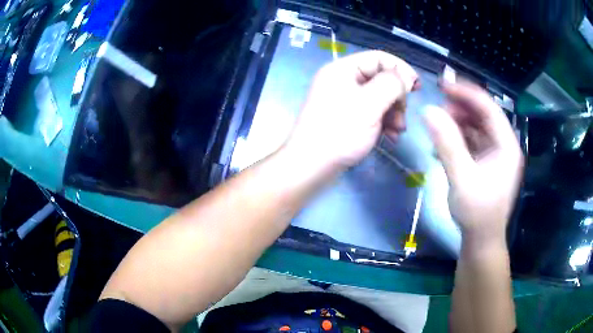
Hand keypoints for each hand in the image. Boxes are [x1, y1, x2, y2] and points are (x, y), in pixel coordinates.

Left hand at [284, 50, 418, 174]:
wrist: (310, 167)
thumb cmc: (339, 132)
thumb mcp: (369, 104)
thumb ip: (391, 85)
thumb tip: (406, 76)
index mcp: (342, 69)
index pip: (378, 58)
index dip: (400, 69)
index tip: (417, 87)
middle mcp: (342, 81)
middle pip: (380, 79)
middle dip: (397, 97)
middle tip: (403, 117)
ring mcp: (344, 100)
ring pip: (379, 98)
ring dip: (393, 113)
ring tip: (398, 131)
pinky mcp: (347, 118)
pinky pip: (371, 113)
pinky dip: (384, 123)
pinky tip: (391, 137)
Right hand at [423, 82, 523, 244]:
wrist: (481, 240)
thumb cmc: (477, 213)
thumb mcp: (462, 178)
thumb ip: (447, 144)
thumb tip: (428, 110)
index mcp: (507, 146)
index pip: (489, 108)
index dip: (467, 93)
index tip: (443, 86)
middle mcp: (504, 145)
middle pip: (484, 114)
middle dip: (462, 106)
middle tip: (439, 105)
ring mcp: (496, 153)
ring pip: (478, 126)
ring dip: (459, 121)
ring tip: (440, 123)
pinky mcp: (488, 161)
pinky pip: (474, 140)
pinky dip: (459, 136)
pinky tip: (444, 140)